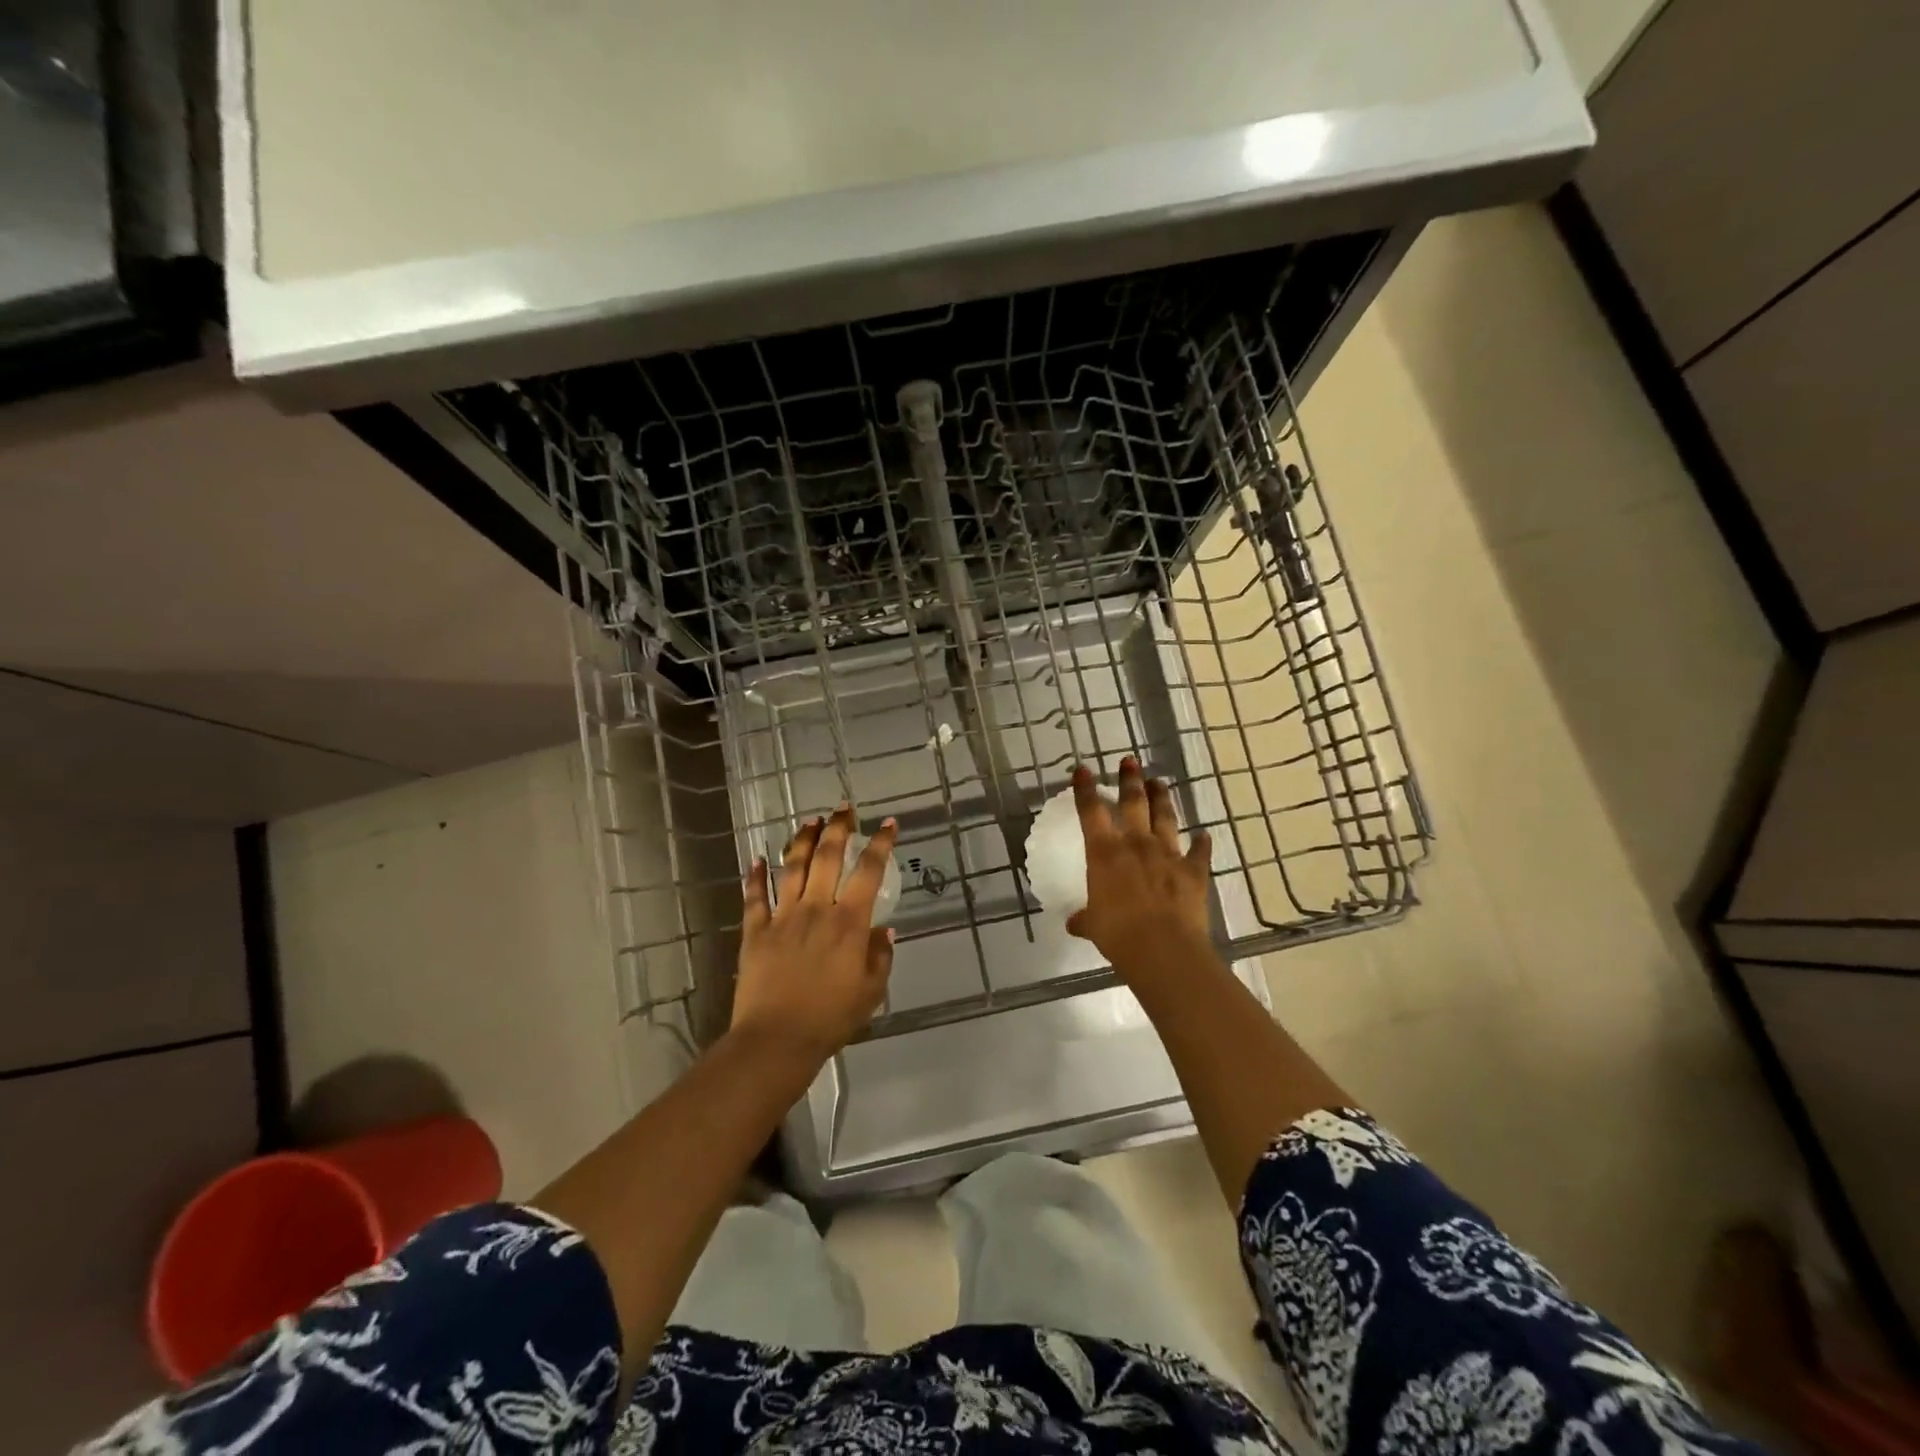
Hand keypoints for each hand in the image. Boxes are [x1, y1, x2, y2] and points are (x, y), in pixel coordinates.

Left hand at [733, 806, 898, 1061]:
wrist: (777, 1039)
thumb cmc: (831, 1018)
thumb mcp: (871, 992)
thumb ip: (880, 957)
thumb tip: (884, 929)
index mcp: (849, 922)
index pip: (869, 871)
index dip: (881, 844)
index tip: (889, 824)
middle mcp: (816, 909)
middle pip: (827, 857)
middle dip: (838, 828)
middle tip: (844, 809)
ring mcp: (783, 916)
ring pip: (792, 867)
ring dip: (802, 840)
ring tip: (810, 821)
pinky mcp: (755, 931)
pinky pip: (755, 897)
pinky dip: (755, 876)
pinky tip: (756, 859)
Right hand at [1066, 757, 1213, 966]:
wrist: (1163, 948)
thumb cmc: (1118, 933)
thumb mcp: (1093, 926)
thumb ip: (1085, 918)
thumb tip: (1074, 923)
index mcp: (1105, 853)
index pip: (1091, 811)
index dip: (1085, 789)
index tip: (1083, 769)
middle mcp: (1136, 844)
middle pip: (1133, 802)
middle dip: (1130, 780)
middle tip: (1129, 762)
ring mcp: (1168, 854)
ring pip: (1165, 817)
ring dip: (1162, 798)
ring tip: (1159, 782)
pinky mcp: (1193, 871)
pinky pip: (1199, 852)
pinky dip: (1203, 843)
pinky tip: (1206, 835)